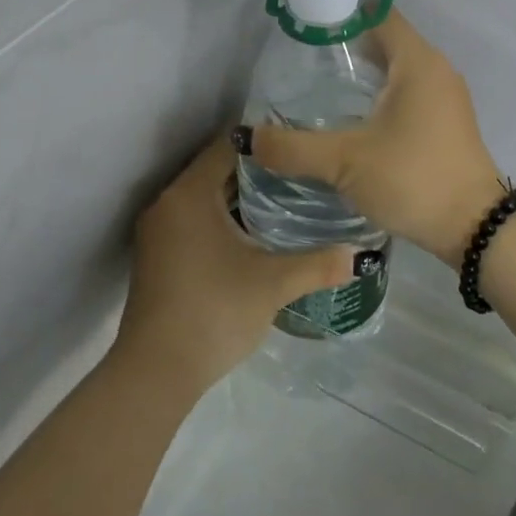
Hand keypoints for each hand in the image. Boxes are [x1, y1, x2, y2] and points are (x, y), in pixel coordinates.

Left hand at [116, 134, 352, 394]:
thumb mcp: (273, 285)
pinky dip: (221, 219)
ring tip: (285, 201)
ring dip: (238, 197)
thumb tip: (358, 255)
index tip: (298, 147)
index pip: (227, 146)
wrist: (156, 371)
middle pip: (215, 170)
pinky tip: (253, 236)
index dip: (264, 143)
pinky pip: (193, 220)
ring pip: (203, 198)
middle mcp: (168, 203)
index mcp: (190, 195)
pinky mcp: (157, 256)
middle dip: (256, 171)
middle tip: (300, 173)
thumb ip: (317, 264)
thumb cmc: (214, 311)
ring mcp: (158, 231)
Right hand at [239, 10, 502, 266]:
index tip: (307, 27)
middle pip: (388, 41)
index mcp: (418, 62)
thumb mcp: (345, 161)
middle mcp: (436, 70)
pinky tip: (356, 120)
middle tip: (304, 62)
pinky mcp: (449, 123)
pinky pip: (411, 93)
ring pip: (400, 70)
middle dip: (347, 46)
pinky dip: (383, 96)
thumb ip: (294, 148)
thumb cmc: (412, 178)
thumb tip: (249, 138)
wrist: (476, 228)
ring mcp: (447, 97)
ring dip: (366, 74)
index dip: (343, 14)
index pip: (379, 16)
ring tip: (322, 90)